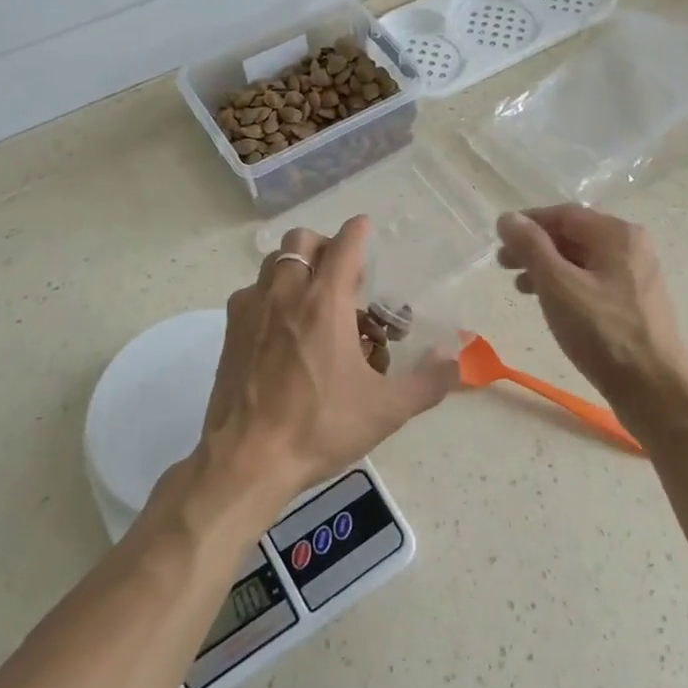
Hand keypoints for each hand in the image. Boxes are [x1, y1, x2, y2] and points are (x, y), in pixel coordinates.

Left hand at [192, 217, 455, 519]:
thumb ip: (428, 382)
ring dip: (297, 268)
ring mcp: (251, 310)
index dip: (359, 231)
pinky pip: (252, 292)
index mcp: (324, 303)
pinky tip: (283, 330)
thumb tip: (457, 360)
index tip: (367, 227)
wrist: (247, 460)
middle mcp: (285, 294)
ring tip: (315, 301)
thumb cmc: (320, 428)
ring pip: (274, 263)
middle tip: (344, 277)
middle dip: (325, 247)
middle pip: (302, 240)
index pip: (344, 245)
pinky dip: (271, 295)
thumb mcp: (386, 410)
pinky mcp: (230, 331)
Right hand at [495, 205, 687, 418]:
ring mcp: (636, 277)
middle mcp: (632, 248)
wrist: (654, 389)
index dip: (529, 222)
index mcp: (618, 234)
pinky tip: (550, 305)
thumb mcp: (558, 286)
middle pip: (574, 235)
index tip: (499, 237)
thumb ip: (531, 247)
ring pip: (583, 261)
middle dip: (536, 247)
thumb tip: (508, 218)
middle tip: (503, 264)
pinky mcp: (635, 304)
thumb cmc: (603, 333)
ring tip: (520, 287)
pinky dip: (566, 286)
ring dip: (548, 268)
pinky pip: (593, 283)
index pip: (565, 214)